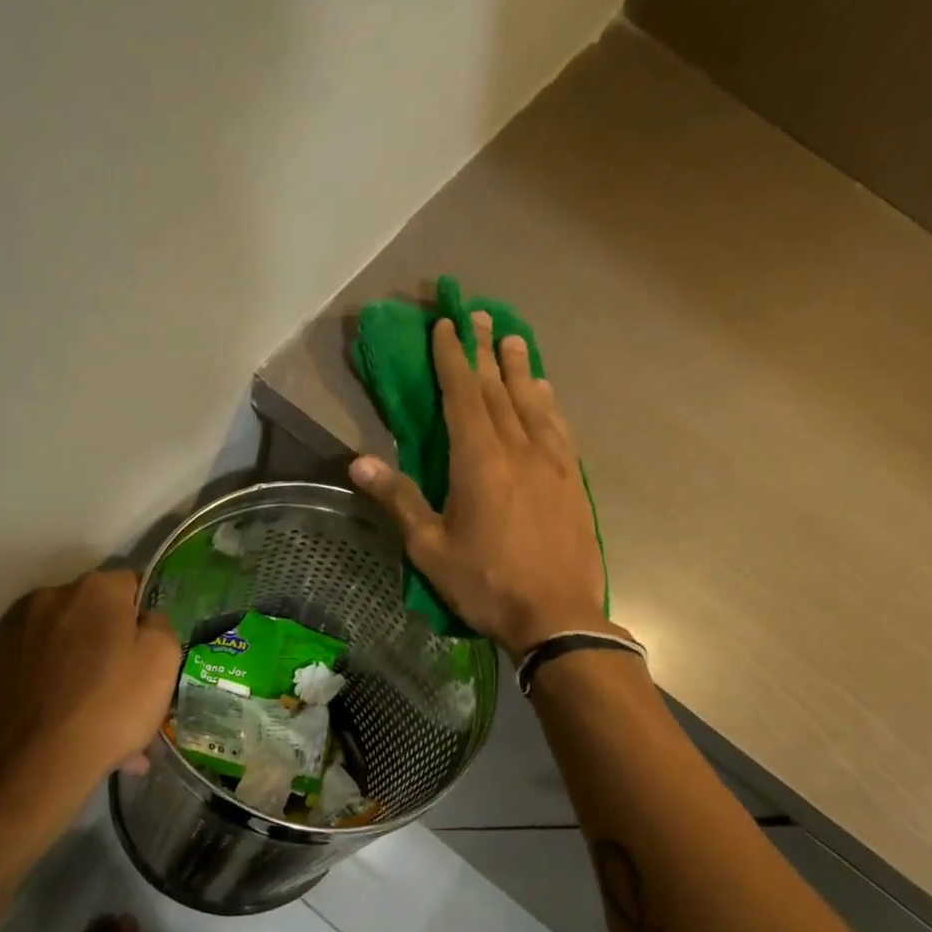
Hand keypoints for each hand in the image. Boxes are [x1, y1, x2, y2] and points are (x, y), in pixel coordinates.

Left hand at [0, 568, 181, 803]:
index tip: (153, 652)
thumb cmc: (111, 705)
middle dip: (115, 644)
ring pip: (72, 646)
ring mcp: (19, 631)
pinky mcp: (0, 665)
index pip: (133, 585)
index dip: (147, 618)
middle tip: (133, 688)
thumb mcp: (163, 660)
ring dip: (91, 670)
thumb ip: (160, 624)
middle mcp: (51, 597)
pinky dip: (65, 688)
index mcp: (94, 588)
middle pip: (97, 614)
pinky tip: (80, 725)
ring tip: (107, 718)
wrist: (38, 765)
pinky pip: (48, 669)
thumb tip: (145, 620)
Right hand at [349, 311, 607, 661]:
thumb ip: (399, 500)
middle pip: (500, 389)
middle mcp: (518, 449)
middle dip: (485, 350)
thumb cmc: (486, 583)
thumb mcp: (431, 548)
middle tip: (478, 315)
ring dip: (521, 368)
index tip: (445, 325)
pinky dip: (549, 404)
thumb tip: (358, 462)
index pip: (463, 395)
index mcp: (479, 461)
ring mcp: (552, 462)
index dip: (452, 357)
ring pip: (534, 402)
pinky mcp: (573, 481)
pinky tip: (547, 394)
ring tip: (514, 339)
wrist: (558, 615)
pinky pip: (559, 428)